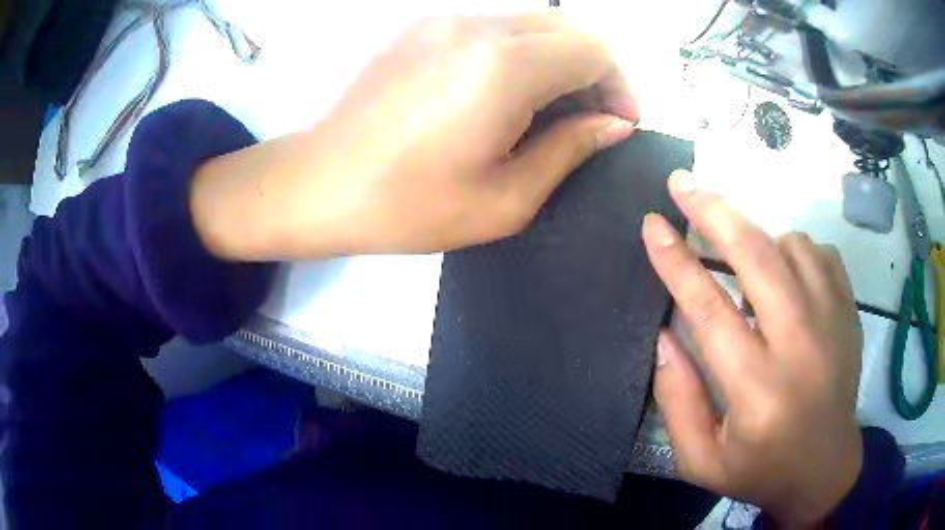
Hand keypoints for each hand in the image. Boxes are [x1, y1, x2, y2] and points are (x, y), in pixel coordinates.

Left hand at [192, 12, 637, 259]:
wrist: (320, 185)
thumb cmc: (410, 206)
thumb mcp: (506, 199)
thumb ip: (570, 150)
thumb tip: (613, 124)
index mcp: (504, 66)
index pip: (595, 49)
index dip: (619, 85)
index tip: (617, 124)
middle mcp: (478, 26)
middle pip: (568, 27)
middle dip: (593, 70)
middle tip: (587, 118)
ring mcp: (444, 21)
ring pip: (532, 22)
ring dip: (556, 59)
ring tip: (547, 109)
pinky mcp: (421, 28)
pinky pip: (493, 27)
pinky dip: (518, 52)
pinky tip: (502, 93)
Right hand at [642, 171, 863, 526]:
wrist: (825, 469)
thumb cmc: (760, 469)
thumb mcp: (701, 460)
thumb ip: (676, 401)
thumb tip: (665, 334)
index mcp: (757, 390)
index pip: (710, 309)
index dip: (676, 261)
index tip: (652, 223)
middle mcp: (800, 346)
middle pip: (757, 257)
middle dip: (714, 211)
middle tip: (682, 183)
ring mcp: (832, 322)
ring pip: (791, 246)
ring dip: (758, 237)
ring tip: (741, 252)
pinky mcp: (849, 312)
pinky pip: (819, 254)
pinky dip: (795, 249)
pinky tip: (785, 272)